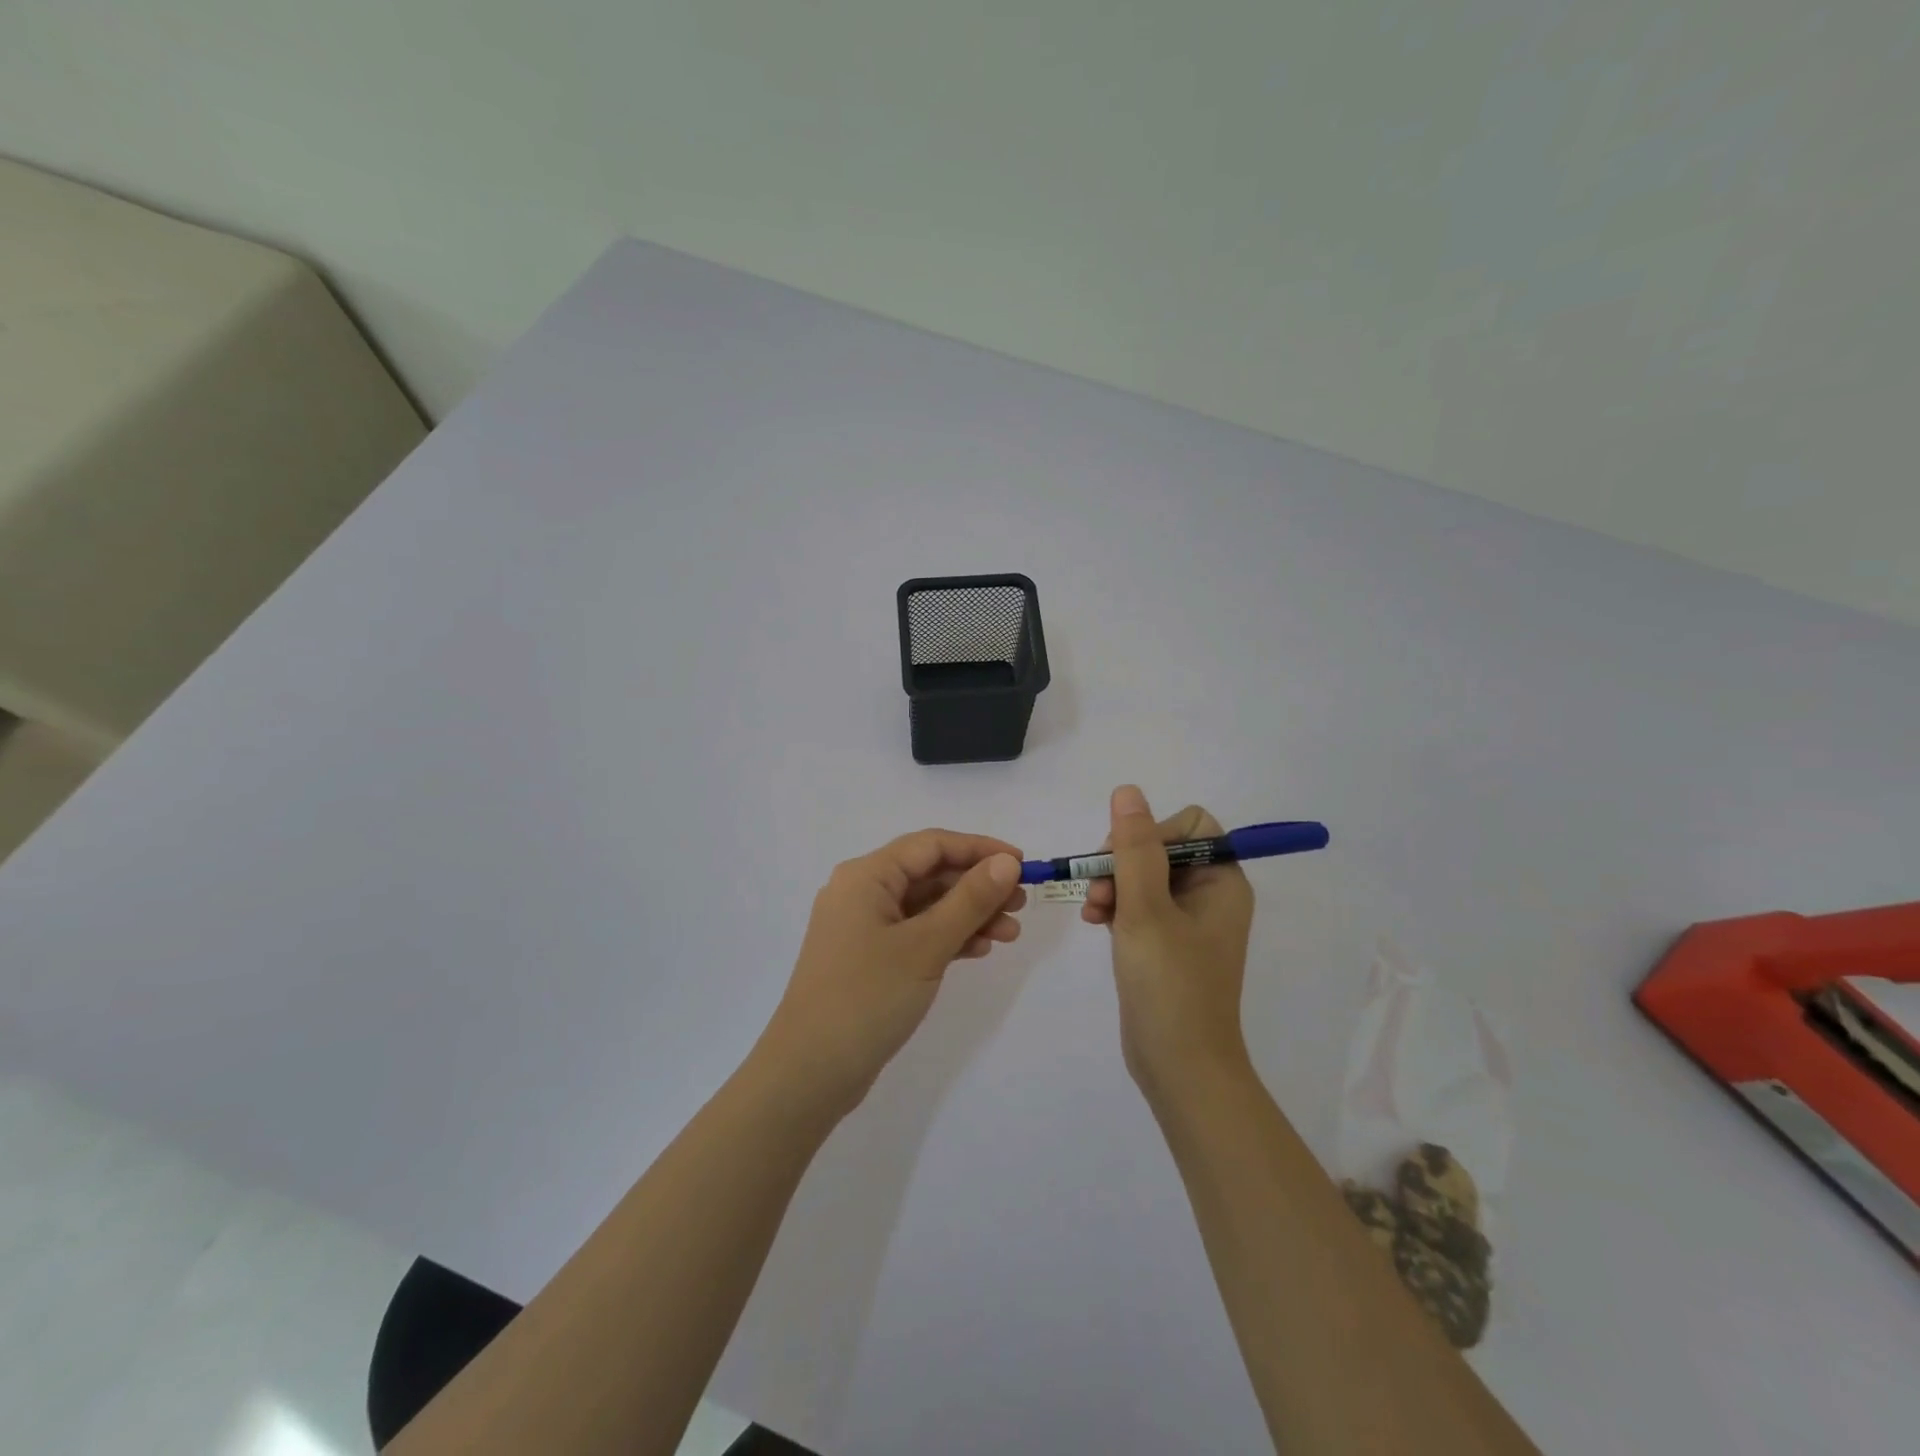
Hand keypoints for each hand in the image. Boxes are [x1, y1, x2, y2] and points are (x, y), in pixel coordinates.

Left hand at [756, 830, 1025, 1114]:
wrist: (809, 1072)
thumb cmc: (867, 997)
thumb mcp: (926, 945)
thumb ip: (969, 900)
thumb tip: (1006, 863)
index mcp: (866, 875)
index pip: (932, 845)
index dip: (979, 849)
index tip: (1022, 864)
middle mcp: (862, 892)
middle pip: (930, 874)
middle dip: (978, 886)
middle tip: (1021, 904)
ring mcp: (863, 927)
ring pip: (926, 906)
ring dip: (968, 915)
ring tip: (1010, 934)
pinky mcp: (868, 957)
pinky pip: (915, 933)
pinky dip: (947, 937)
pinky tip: (979, 950)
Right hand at [1084, 786, 1254, 1101]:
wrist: (1179, 1067)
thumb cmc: (1169, 985)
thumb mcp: (1146, 910)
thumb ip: (1134, 848)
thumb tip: (1127, 791)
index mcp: (1222, 881)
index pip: (1190, 825)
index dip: (1151, 832)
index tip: (1122, 859)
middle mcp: (1210, 895)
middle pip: (1161, 847)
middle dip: (1122, 863)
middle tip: (1100, 892)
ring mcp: (1187, 920)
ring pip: (1143, 876)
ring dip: (1112, 885)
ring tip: (1093, 912)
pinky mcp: (1166, 942)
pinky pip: (1138, 904)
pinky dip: (1115, 907)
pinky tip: (1094, 923)